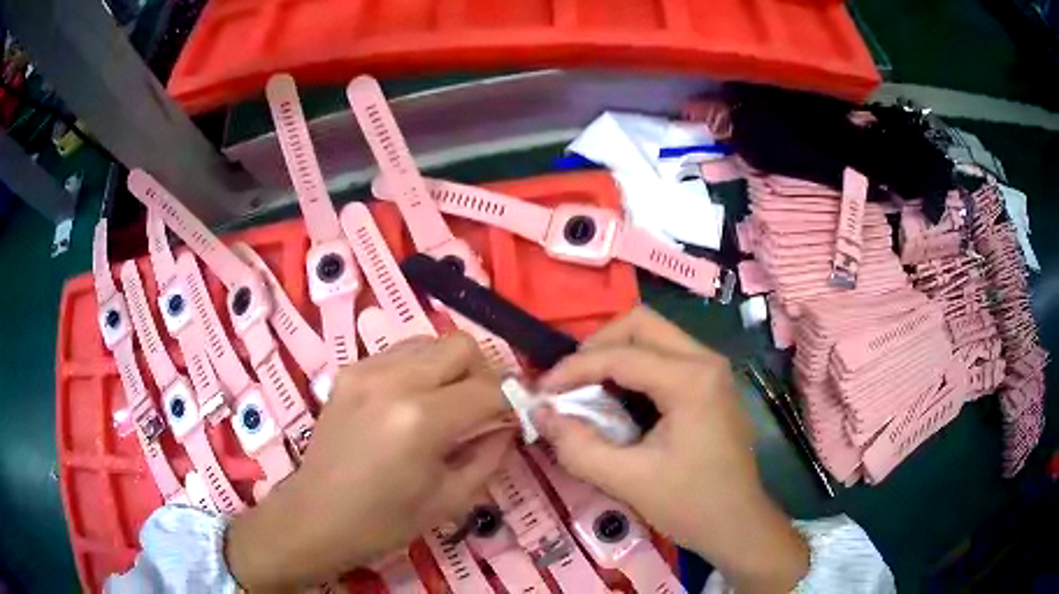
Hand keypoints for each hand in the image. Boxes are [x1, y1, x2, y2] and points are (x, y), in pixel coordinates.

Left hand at [225, 333, 514, 590]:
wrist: (316, 516)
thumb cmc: (385, 521)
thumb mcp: (451, 500)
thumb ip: (490, 454)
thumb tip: (508, 424)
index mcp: (421, 420)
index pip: (489, 390)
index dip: (512, 402)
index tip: (516, 417)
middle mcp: (394, 381)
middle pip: (462, 346)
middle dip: (484, 373)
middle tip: (483, 407)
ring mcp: (366, 370)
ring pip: (431, 341)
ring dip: (451, 367)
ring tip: (449, 402)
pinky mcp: (349, 371)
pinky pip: (400, 352)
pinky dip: (420, 368)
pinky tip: (414, 401)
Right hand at [535, 307, 807, 593]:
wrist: (739, 525)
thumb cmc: (690, 505)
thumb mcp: (627, 480)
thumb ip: (577, 446)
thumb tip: (539, 412)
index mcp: (691, 379)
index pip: (620, 355)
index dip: (573, 369)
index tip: (541, 392)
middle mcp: (706, 361)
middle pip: (640, 324)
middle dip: (596, 347)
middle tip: (569, 383)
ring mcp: (712, 370)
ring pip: (654, 335)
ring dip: (615, 354)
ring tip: (587, 391)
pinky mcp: (711, 383)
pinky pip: (665, 356)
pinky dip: (634, 368)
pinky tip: (618, 401)